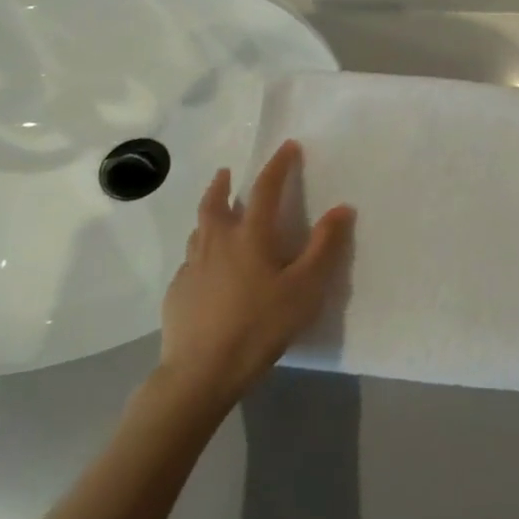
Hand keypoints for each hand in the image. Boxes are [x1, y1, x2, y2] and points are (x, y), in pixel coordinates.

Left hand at [157, 139, 353, 405]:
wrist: (201, 372)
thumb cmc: (260, 325)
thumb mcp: (305, 288)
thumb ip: (324, 246)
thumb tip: (342, 208)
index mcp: (250, 236)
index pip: (265, 189)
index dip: (278, 165)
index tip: (288, 147)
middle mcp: (217, 242)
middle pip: (216, 202)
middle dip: (224, 183)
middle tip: (227, 172)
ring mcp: (192, 267)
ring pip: (199, 229)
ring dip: (209, 213)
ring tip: (216, 214)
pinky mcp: (177, 292)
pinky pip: (191, 259)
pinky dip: (201, 250)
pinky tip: (208, 267)